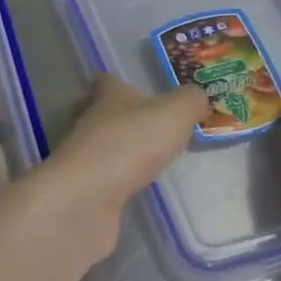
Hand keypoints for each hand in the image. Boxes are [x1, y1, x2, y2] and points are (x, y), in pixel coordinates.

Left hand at [36, 77, 207, 263]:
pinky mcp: (83, 189)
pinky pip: (102, 179)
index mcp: (108, 98)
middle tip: (149, 128)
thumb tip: (197, 96)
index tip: (138, 90)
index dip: (120, 83)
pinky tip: (135, 188)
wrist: (88, 197)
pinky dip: (116, 182)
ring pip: (100, 147)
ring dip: (119, 151)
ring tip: (149, 160)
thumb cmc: (131, 144)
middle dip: (120, 118)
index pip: (107, 82)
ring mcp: (83, 158)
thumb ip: (189, 101)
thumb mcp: (173, 114)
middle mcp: (90, 123)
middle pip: (100, 114)